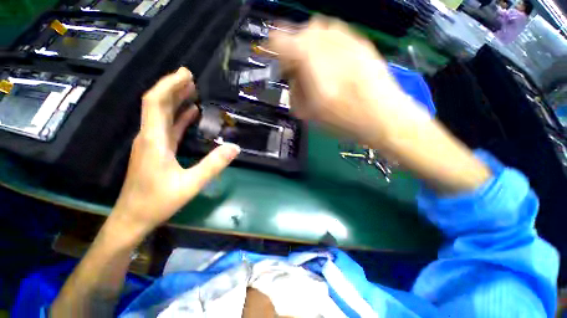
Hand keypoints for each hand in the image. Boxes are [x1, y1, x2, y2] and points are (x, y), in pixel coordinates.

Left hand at [111, 67, 239, 235]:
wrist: (133, 218)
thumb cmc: (158, 202)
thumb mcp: (191, 184)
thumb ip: (214, 164)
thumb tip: (235, 147)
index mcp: (153, 140)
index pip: (156, 102)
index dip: (169, 85)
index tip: (185, 74)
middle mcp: (149, 136)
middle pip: (157, 104)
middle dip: (173, 87)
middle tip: (191, 76)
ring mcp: (151, 143)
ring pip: (161, 115)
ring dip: (175, 100)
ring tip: (192, 89)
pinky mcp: (155, 150)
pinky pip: (167, 127)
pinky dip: (178, 117)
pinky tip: (189, 113)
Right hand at [267, 17, 427, 146]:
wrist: (382, 116)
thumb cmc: (343, 121)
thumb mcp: (309, 113)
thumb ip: (294, 90)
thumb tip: (291, 75)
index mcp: (310, 63)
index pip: (280, 41)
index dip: (273, 49)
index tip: (275, 59)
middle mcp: (326, 42)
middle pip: (298, 32)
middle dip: (293, 49)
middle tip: (297, 68)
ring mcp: (346, 37)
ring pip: (316, 29)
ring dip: (309, 46)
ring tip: (314, 66)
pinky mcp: (359, 41)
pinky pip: (334, 33)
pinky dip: (326, 44)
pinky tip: (331, 63)